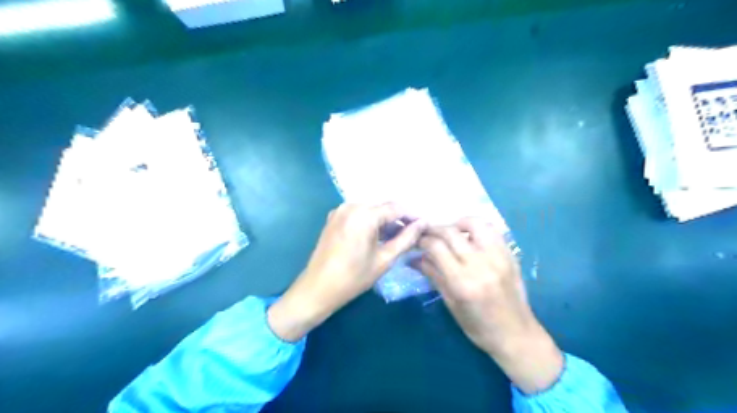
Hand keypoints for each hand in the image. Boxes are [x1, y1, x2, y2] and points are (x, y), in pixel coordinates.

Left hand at [268, 203, 423, 341]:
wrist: (317, 288)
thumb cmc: (353, 277)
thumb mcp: (384, 259)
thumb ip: (406, 239)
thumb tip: (423, 223)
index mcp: (364, 215)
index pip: (396, 208)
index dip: (413, 216)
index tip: (425, 226)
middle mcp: (351, 205)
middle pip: (383, 206)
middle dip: (399, 218)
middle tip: (412, 234)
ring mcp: (340, 210)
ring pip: (371, 209)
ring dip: (385, 220)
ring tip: (397, 237)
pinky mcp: (334, 217)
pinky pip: (358, 213)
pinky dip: (370, 221)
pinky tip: (377, 235)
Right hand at [413, 216, 565, 392]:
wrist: (516, 335)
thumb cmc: (478, 326)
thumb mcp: (450, 303)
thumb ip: (433, 275)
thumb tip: (413, 258)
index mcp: (462, 282)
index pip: (437, 247)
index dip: (423, 240)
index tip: (416, 241)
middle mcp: (480, 265)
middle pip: (451, 233)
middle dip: (435, 229)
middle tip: (427, 233)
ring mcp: (498, 257)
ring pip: (475, 223)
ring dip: (458, 223)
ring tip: (450, 231)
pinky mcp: (510, 255)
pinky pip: (493, 230)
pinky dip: (478, 227)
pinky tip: (470, 235)